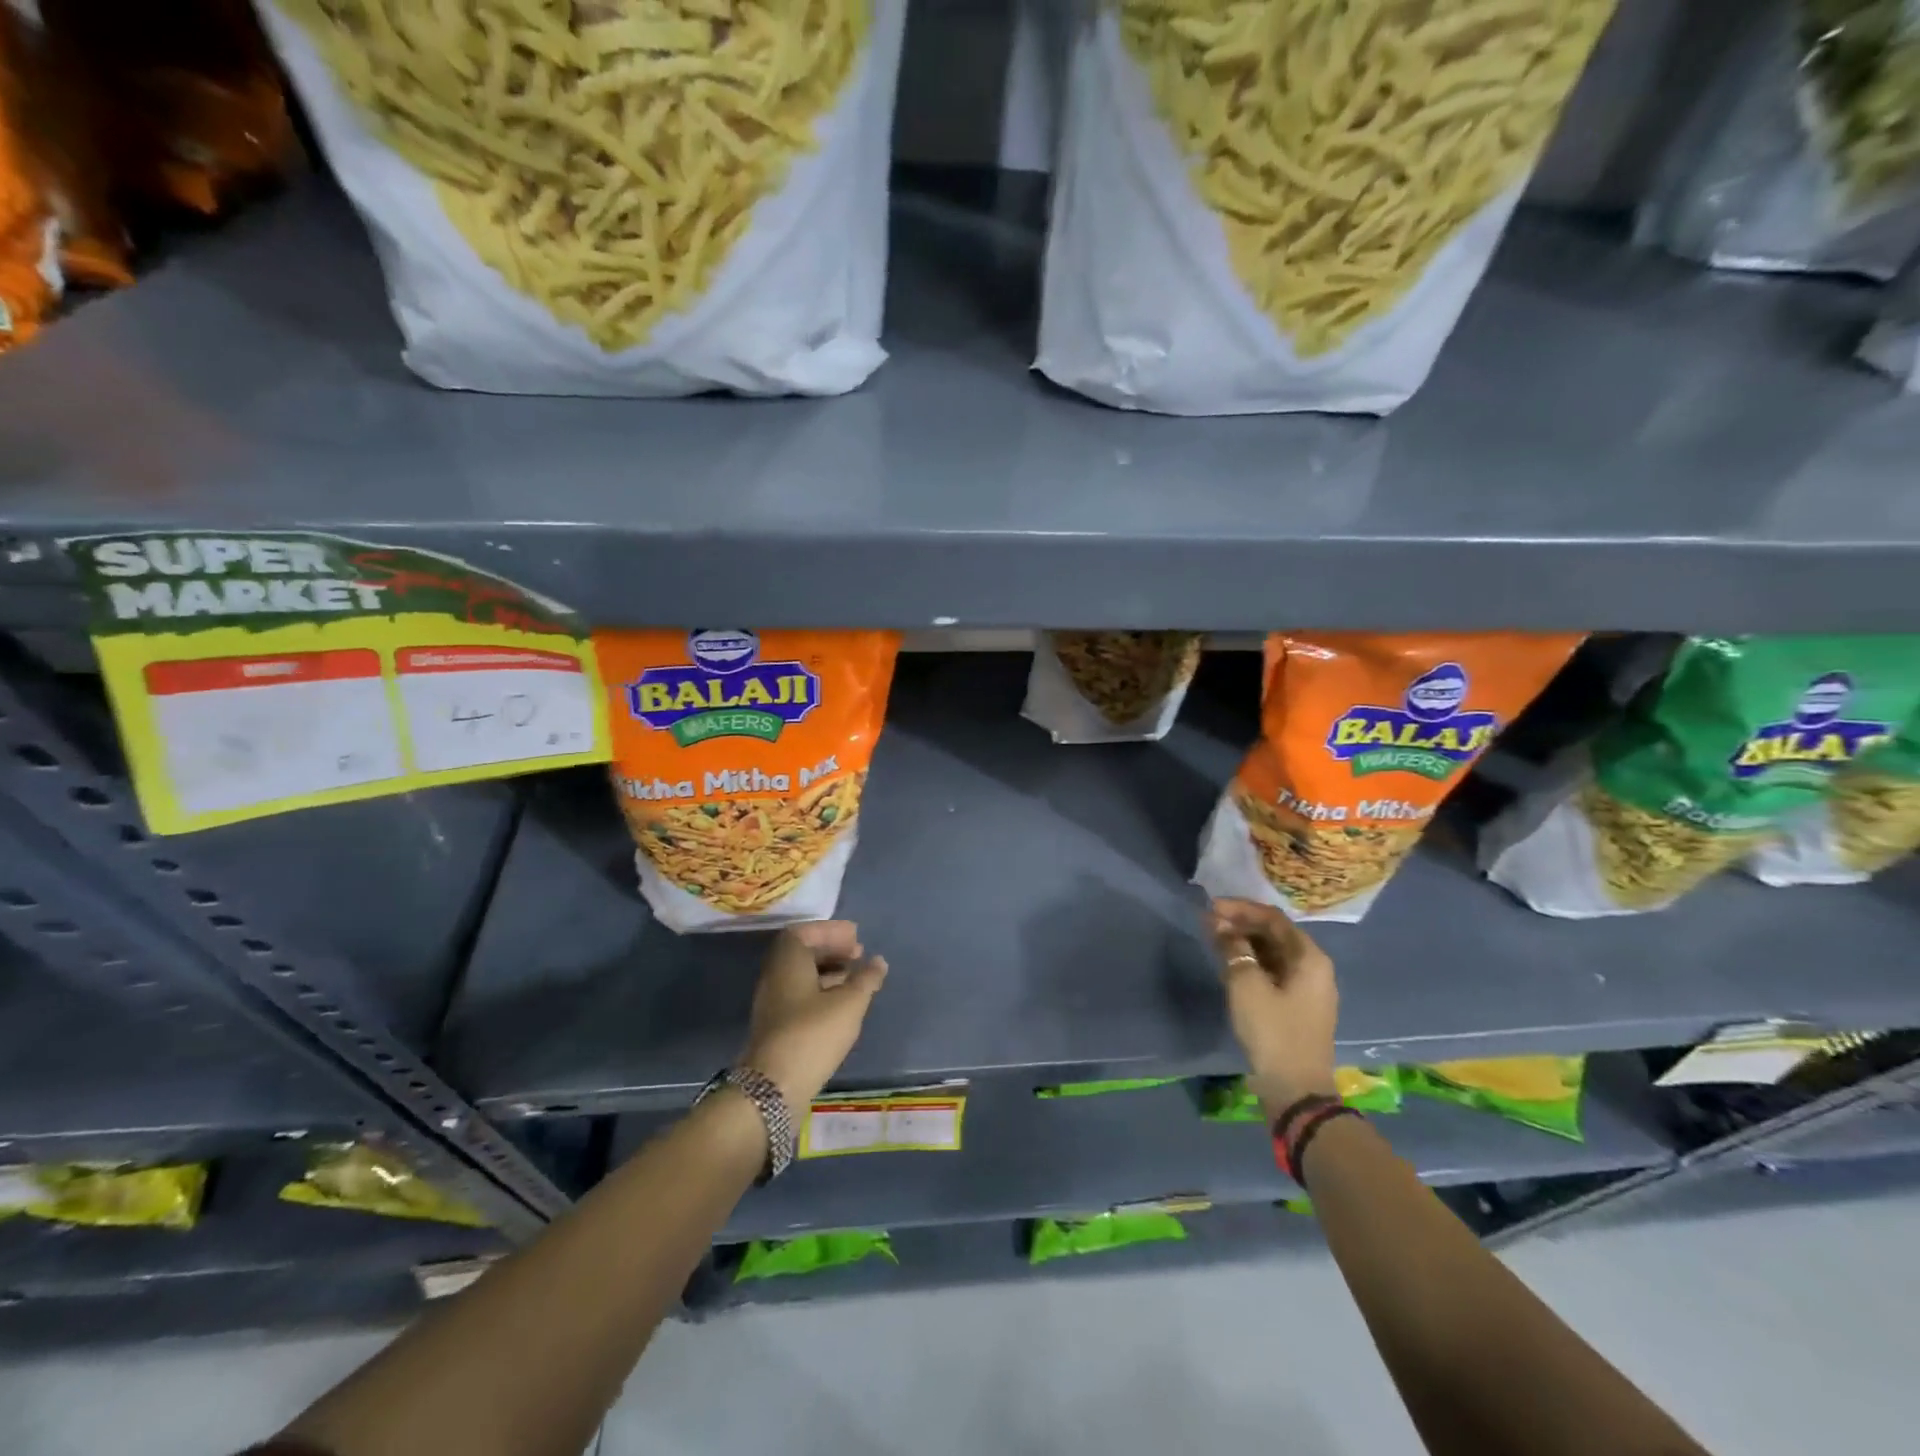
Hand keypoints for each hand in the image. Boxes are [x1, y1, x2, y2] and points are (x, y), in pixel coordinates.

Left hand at [739, 921, 887, 1110]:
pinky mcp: (776, 1025)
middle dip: (832, 949)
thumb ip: (866, 979)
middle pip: (802, 952)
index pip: (805, 932)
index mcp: (788, 961)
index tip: (855, 937)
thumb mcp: (849, 1003)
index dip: (831, 931)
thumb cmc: (813, 1033)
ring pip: (802, 975)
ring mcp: (773, 1002)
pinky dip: (821, 990)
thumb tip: (878, 961)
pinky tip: (841, 1005)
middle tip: (858, 954)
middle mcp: (775, 976)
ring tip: (856, 980)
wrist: (773, 1087)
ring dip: (829, 971)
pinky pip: (800, 994)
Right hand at [1208, 897, 1338, 1116]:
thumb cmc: (1273, 1031)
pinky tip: (1230, 964)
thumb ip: (1232, 948)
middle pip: (1276, 934)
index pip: (1273, 918)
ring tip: (1215, 940)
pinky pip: (1273, 972)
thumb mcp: (1246, 985)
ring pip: (1273, 954)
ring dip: (1245, 943)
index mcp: (1309, 957)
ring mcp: (1308, 989)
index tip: (1211, 906)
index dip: (1241, 908)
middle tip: (1209, 922)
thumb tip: (1219, 924)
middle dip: (1242, 924)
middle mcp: (1314, 968)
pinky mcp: (1298, 1007)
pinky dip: (1252, 963)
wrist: (1295, 1090)